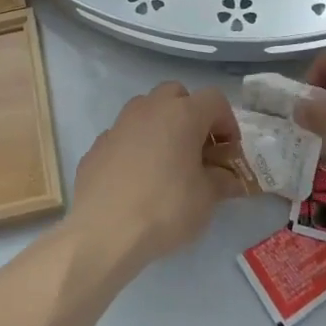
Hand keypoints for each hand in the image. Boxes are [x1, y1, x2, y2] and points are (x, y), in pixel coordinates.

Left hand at [68, 82, 242, 265]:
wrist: (103, 231)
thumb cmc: (165, 208)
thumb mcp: (206, 199)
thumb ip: (222, 181)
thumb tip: (228, 177)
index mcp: (182, 114)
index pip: (214, 99)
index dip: (227, 122)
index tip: (229, 152)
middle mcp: (149, 109)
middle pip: (176, 94)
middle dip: (191, 115)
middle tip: (198, 149)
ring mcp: (119, 125)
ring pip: (146, 110)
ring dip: (162, 127)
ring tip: (168, 163)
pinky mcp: (97, 145)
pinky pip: (124, 136)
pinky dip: (136, 147)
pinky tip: (137, 179)